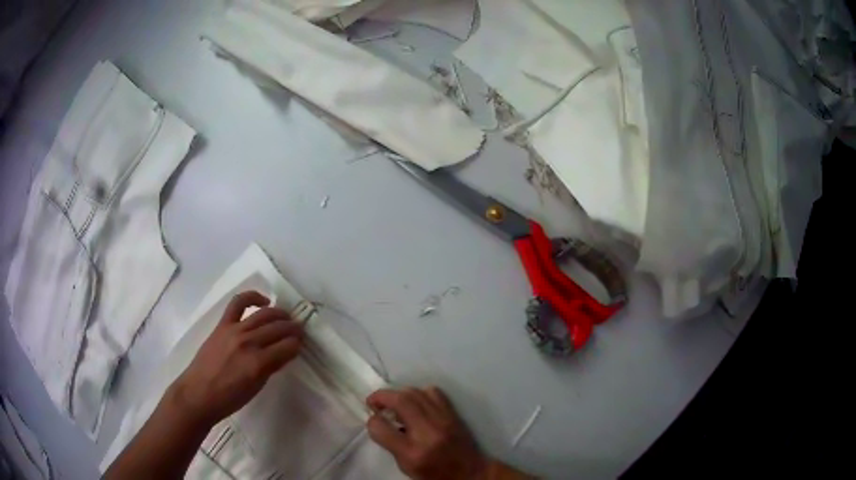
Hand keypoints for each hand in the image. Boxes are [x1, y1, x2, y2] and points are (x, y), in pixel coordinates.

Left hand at [169, 291, 303, 427]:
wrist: (199, 393)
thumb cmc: (230, 398)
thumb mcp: (257, 387)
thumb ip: (271, 367)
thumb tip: (284, 352)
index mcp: (259, 363)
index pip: (288, 347)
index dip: (297, 345)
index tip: (301, 345)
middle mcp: (249, 343)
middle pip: (279, 328)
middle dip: (293, 329)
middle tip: (299, 331)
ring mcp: (235, 330)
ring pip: (264, 314)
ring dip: (280, 314)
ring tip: (286, 318)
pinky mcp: (223, 324)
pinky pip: (239, 302)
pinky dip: (253, 297)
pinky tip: (263, 301)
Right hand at [366, 387, 488, 479]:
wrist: (469, 472)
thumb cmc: (433, 473)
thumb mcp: (405, 466)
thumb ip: (390, 443)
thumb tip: (379, 420)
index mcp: (412, 452)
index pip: (382, 427)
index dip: (372, 421)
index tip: (372, 418)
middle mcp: (427, 432)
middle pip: (400, 401)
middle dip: (382, 396)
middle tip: (374, 401)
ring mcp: (443, 420)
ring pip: (415, 392)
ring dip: (399, 393)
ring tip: (392, 401)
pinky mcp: (453, 414)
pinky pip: (433, 393)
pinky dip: (419, 393)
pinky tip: (415, 402)